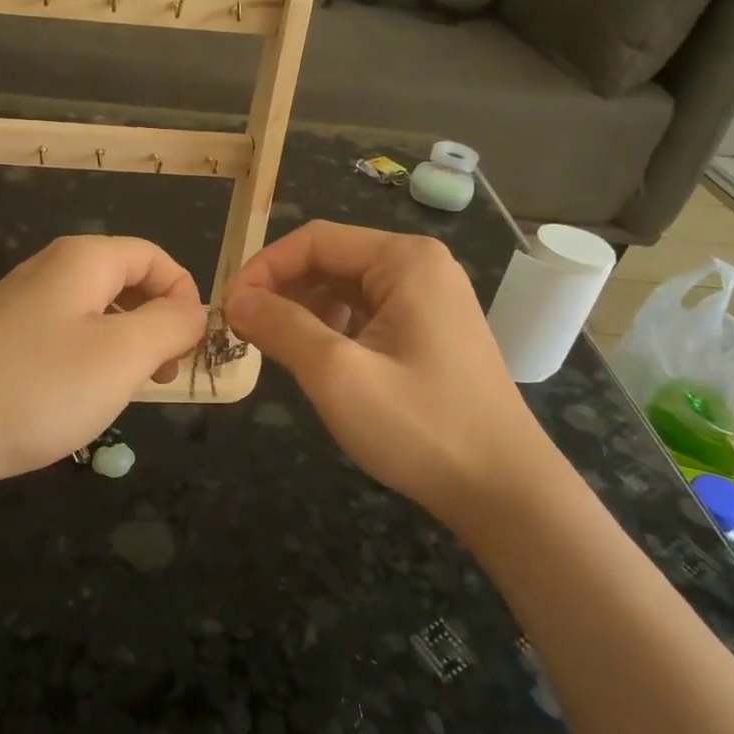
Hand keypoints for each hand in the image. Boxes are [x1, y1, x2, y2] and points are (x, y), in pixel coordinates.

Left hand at [0, 236, 205, 499]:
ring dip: (124, 348)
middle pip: (125, 281)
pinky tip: (77, 401)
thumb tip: (194, 311)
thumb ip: (170, 325)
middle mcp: (50, 271)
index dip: (183, 295)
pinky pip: (63, 339)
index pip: (154, 257)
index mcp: (83, 261)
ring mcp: (20, 307)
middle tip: (163, 376)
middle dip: (156, 324)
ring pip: (95, 314)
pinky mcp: (1, 343)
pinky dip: (87, 363)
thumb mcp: (122, 355)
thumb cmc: (38, 387)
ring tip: (124, 393)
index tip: (191, 348)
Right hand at [224, 221, 557, 520]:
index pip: (314, 241)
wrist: (505, 492)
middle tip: (243, 331)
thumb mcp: (337, 374)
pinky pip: (367, 313)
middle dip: (282, 291)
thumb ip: (280, 327)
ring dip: (303, 311)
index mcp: (405, 260)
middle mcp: (421, 267)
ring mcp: (430, 299)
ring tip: (273, 346)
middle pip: (331, 260)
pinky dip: (332, 329)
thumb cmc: (421, 426)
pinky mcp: (430, 331)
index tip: (228, 310)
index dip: (263, 269)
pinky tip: (316, 358)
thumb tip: (235, 300)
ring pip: (345, 289)